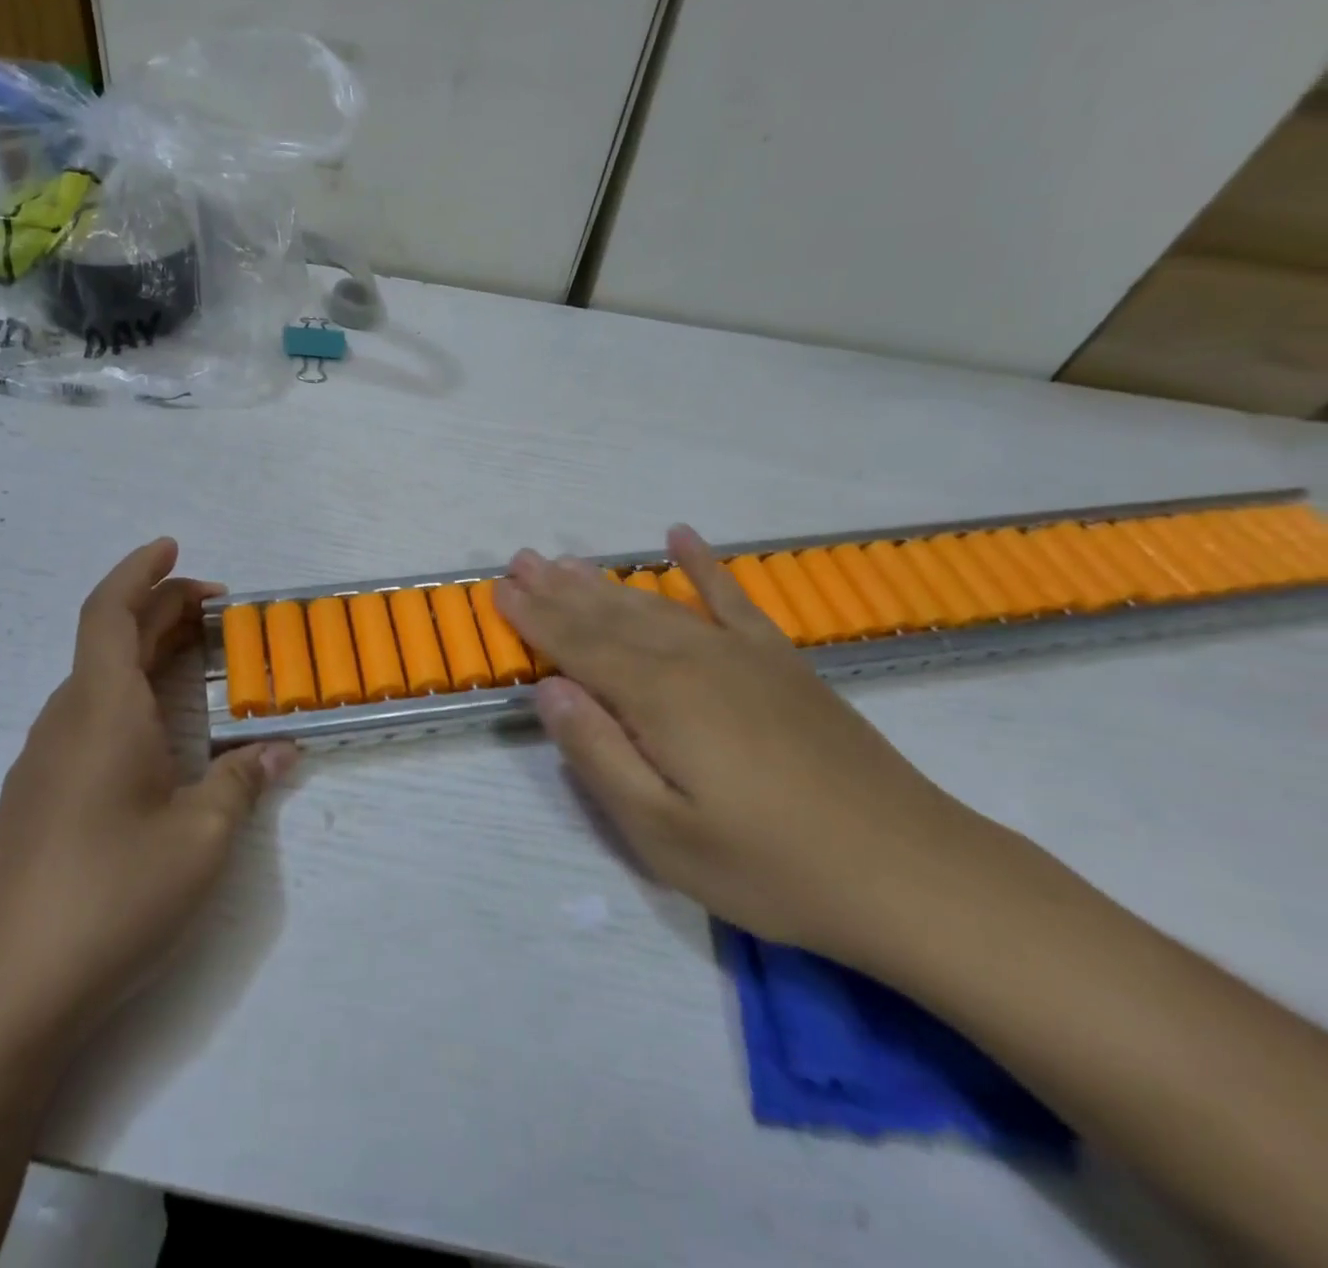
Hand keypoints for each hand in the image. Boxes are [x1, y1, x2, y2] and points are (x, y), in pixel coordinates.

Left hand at [0, 538, 298, 1040]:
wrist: (7, 990)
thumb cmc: (113, 894)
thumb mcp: (201, 838)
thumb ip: (243, 783)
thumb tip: (281, 751)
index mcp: (102, 711)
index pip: (110, 613)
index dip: (141, 571)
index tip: (174, 547)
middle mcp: (66, 722)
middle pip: (108, 640)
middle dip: (161, 610)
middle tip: (219, 611)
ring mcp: (44, 761)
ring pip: (97, 681)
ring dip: (145, 655)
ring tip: (196, 662)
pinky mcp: (38, 797)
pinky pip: (88, 718)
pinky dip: (128, 697)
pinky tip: (159, 734)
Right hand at [494, 526, 984, 969]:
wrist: (911, 874)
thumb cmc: (770, 866)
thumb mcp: (662, 832)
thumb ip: (598, 754)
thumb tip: (550, 689)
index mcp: (659, 698)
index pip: (578, 646)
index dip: (534, 618)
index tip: (499, 589)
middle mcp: (694, 659)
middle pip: (611, 616)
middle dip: (559, 589)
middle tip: (521, 558)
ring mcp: (742, 656)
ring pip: (656, 605)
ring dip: (607, 581)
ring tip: (568, 559)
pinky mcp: (782, 664)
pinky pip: (733, 599)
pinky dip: (704, 567)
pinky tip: (682, 537)